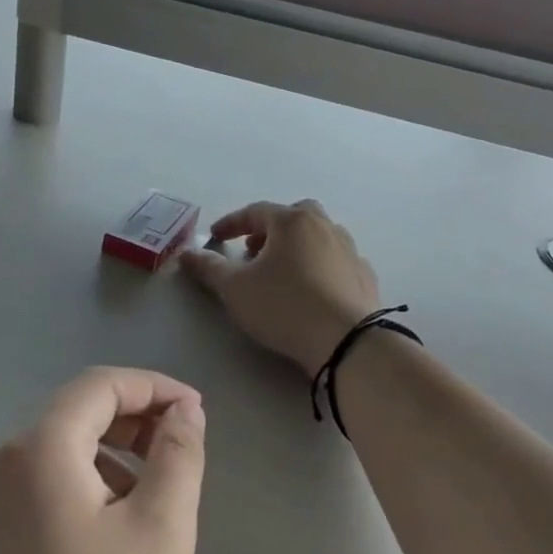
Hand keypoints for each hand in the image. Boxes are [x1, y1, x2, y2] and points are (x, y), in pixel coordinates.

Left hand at [0, 368, 205, 553]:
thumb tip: (184, 409)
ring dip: (114, 450)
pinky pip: (45, 480)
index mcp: (40, 447)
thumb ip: (178, 456)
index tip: (197, 414)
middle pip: (79, 410)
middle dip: (136, 417)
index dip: (155, 387)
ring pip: (63, 446)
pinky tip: (114, 523)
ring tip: (156, 490)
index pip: (101, 384)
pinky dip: (87, 480)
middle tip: (183, 447)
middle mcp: (5, 459)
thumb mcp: (161, 532)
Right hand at [181, 200, 381, 377]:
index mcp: (292, 221)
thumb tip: (187, 254)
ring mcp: (350, 250)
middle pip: (294, 216)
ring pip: (318, 236)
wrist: (348, 341)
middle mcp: (324, 226)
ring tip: (281, 270)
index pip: (255, 212)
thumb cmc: (284, 306)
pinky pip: (336, 261)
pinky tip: (312, 288)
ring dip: (297, 246)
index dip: (231, 224)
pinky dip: (320, 266)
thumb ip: (210, 268)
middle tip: (253, 249)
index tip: (214, 237)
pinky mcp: (365, 276)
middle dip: (270, 229)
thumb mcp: (236, 289)